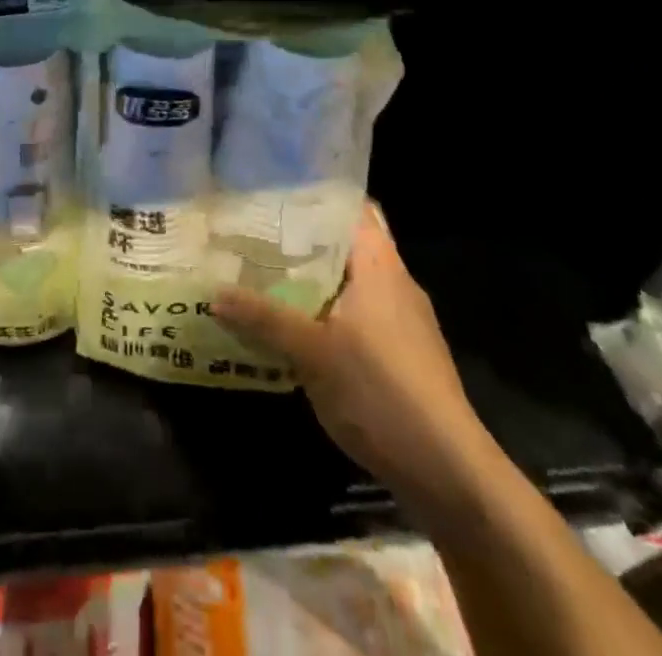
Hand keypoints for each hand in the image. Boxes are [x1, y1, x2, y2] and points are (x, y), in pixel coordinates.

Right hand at [211, 203, 494, 512]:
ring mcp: (401, 321)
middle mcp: (394, 284)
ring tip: (261, 270)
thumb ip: (263, 318)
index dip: (316, 194)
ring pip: (348, 282)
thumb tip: (212, 293)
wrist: (448, 473)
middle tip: (253, 229)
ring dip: (310, 277)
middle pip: (345, 244)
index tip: (273, 189)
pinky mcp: (399, 354)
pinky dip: (324, 309)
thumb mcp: (312, 352)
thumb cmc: (382, 391)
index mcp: (380, 266)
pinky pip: (354, 313)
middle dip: (302, 237)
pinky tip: (291, 323)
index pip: (353, 208)